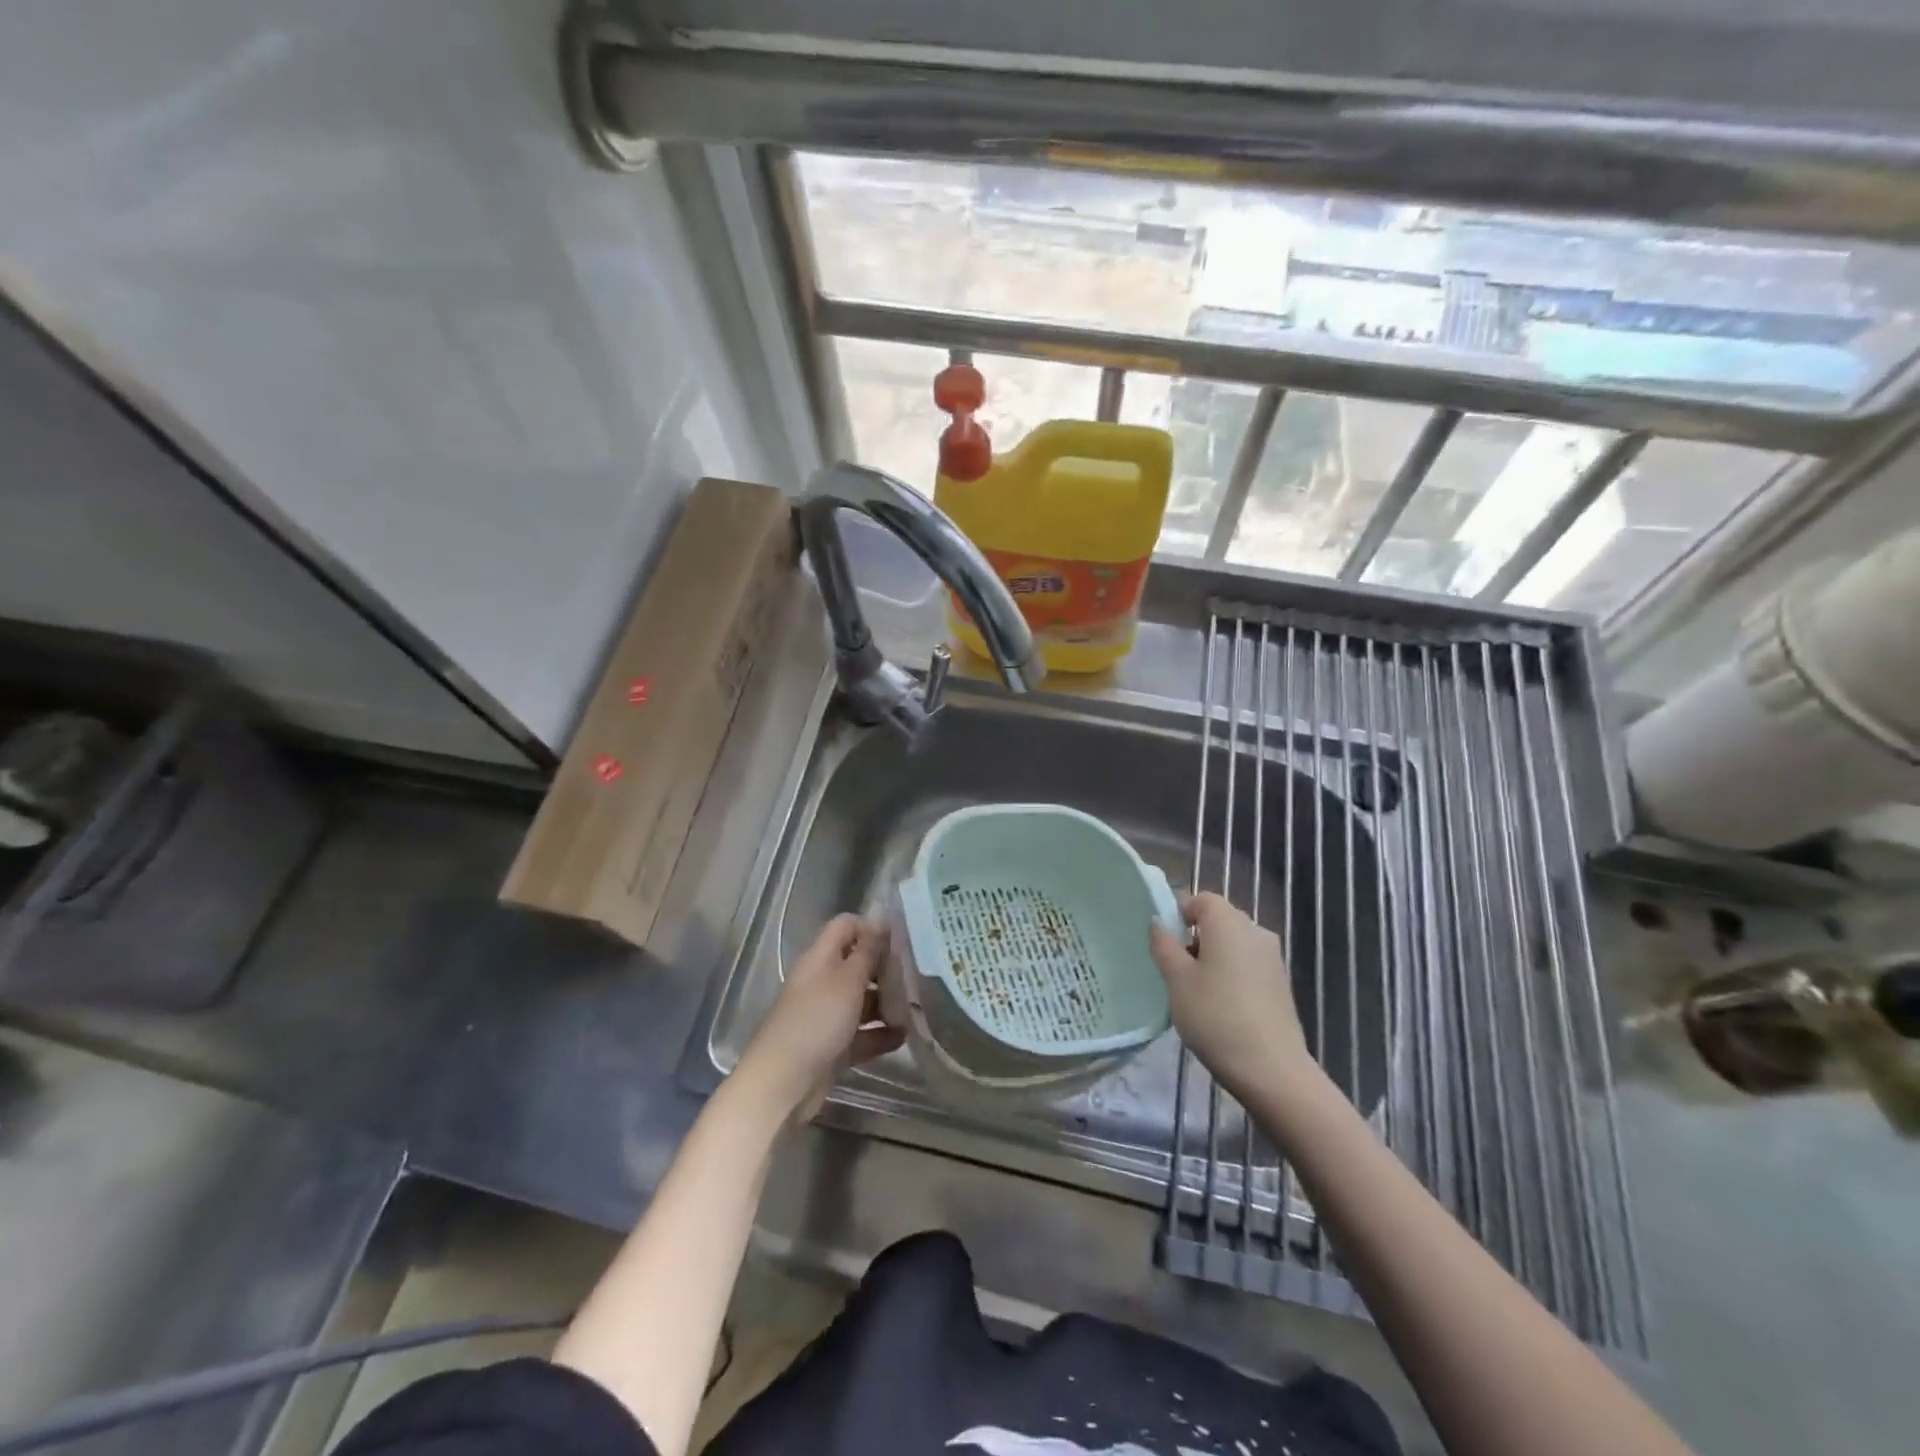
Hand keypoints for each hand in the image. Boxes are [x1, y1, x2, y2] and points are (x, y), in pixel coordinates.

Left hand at [735, 914, 903, 1122]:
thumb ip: (868, 951)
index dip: (871, 928)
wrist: (784, 1082)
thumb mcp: (848, 979)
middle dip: (885, 969)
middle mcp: (822, 981)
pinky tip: (904, 1037)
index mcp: (821, 958)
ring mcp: (826, 1015)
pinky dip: (880, 1034)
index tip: (899, 942)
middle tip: (914, 977)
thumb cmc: (817, 1019)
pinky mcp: (832, 1046)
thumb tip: (881, 922)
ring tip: (915, 1009)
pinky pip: (861, 1034)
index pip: (845, 926)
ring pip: (862, 1000)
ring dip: (887, 1004)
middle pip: (857, 964)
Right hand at [1148, 892, 1313, 1102]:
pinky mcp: (1281, 983)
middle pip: (1218, 920)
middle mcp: (1255, 931)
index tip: (1166, 947)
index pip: (1200, 899)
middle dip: (1194, 938)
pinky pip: (1248, 965)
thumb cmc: (1215, 1017)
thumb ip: (1164, 945)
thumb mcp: (1176, 980)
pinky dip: (1231, 975)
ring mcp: (1273, 958)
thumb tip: (1158, 922)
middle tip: (1176, 972)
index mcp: (1229, 922)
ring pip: (1233, 944)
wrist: (1272, 1070)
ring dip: (1212, 958)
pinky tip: (1221, 1008)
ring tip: (1196, 994)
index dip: (1179, 915)